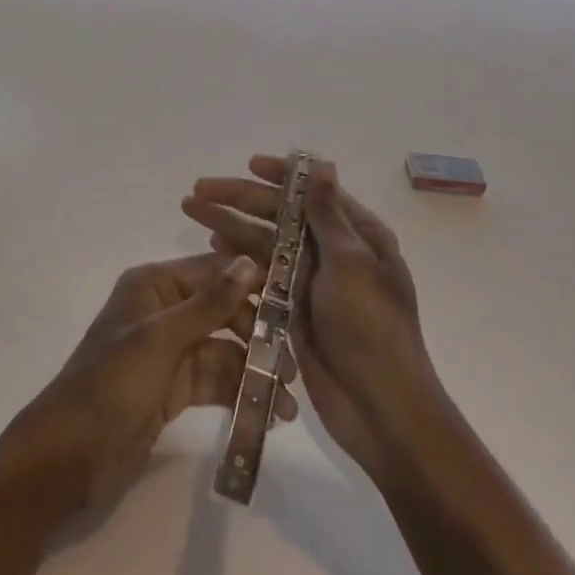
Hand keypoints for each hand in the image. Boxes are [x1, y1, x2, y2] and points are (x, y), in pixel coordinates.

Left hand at [0, 254, 297, 517]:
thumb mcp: (161, 339)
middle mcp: (164, 310)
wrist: (68, 456)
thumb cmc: (111, 384)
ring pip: (223, 350)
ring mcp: (169, 351)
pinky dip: (239, 393)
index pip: (212, 271)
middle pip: (222, 311)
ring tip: (289, 402)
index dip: (253, 282)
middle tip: (294, 365)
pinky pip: (214, 381)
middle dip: (258, 335)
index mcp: (154, 285)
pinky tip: (269, 414)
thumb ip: (209, 303)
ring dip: (254, 371)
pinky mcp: (174, 389)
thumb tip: (250, 262)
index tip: (297, 299)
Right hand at [183, 156, 445, 486]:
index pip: (313, 191)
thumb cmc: (371, 327)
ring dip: (230, 225)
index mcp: (358, 235)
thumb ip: (327, 214)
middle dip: (239, 199)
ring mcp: (312, 282)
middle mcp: (333, 252)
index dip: (279, 175)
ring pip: (264, 243)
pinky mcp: (293, 311)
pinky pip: (261, 276)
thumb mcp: (351, 263)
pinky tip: (213, 248)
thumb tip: (321, 164)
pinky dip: (238, 261)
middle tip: (198, 189)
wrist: (382, 410)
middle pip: (279, 215)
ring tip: (192, 211)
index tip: (248, 164)